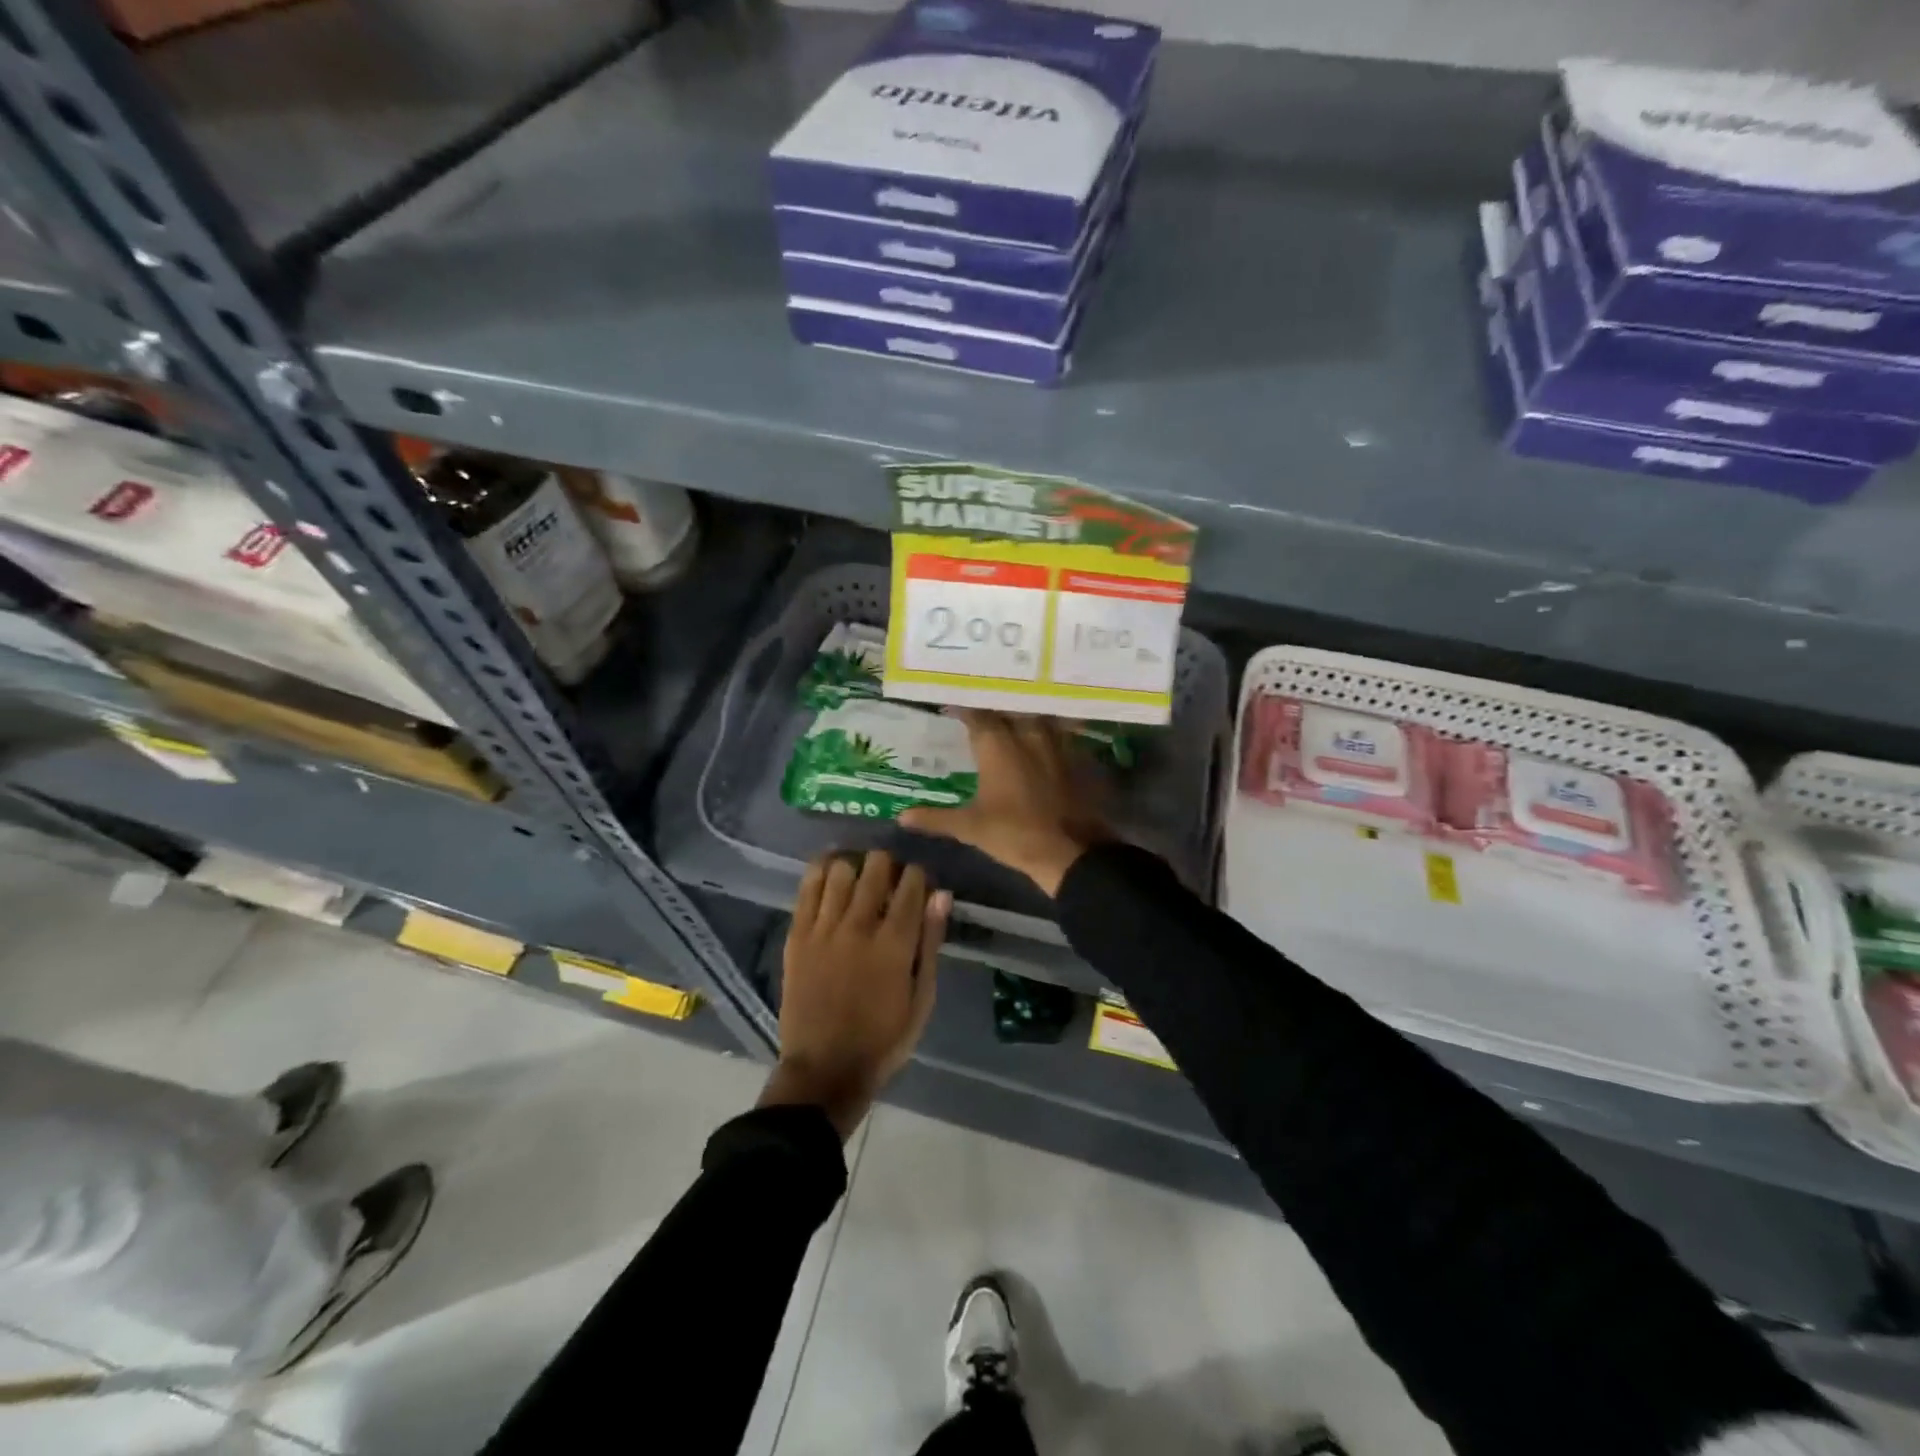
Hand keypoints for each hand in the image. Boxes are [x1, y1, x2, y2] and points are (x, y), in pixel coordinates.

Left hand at [761, 850, 949, 1138]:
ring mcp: (824, 928)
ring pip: (841, 869)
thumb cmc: (883, 1040)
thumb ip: (930, 943)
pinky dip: (821, 872)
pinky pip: (808, 887)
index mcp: (895, 944)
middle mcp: (859, 926)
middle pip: (876, 866)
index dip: (919, 875)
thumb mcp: (922, 999)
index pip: (912, 883)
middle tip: (889, 879)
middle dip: (889, 864)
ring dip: (856, 866)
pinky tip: (831, 873)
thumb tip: (941, 896)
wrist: (824, 1070)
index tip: (919, 883)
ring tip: (859, 877)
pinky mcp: (798, 935)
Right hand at [901, 711, 1108, 896]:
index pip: (977, 714)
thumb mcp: (970, 828)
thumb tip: (902, 816)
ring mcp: (1056, 743)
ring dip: (1022, 715)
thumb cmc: (1015, 835)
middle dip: (993, 707)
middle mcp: (1027, 734)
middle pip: (1008, 709)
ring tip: (1010, 718)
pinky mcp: (1077, 757)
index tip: (951, 706)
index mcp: (998, 745)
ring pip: (1036, 716)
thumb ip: (935, 818)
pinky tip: (1042, 740)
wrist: (1071, 852)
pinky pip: (1059, 733)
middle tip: (980, 709)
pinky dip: (1047, 732)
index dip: (963, 708)